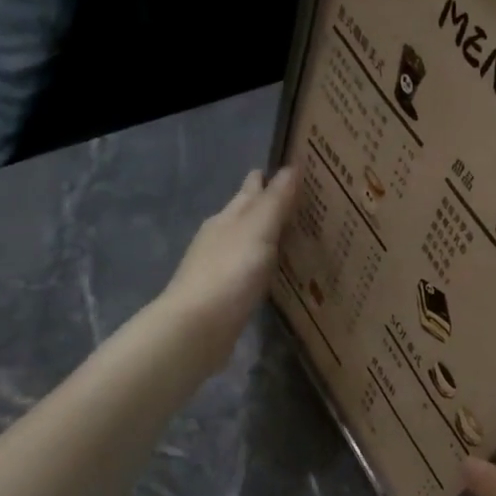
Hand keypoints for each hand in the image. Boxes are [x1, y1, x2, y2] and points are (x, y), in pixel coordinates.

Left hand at [158, 167, 297, 368]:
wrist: (197, 327)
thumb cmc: (229, 273)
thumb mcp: (257, 231)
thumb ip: (275, 202)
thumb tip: (291, 167)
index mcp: (227, 218)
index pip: (249, 190)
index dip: (266, 178)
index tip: (290, 169)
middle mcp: (220, 238)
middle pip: (245, 214)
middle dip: (266, 205)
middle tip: (297, 200)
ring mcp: (218, 267)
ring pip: (246, 243)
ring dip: (265, 236)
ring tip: (292, 234)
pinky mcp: (223, 295)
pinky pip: (248, 270)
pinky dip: (262, 264)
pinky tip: (273, 272)